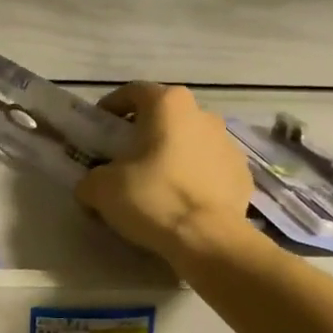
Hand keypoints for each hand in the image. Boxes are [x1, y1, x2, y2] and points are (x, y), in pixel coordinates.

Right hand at [74, 82, 251, 259]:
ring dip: (172, 154)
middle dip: (145, 133)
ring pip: (191, 141)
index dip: (112, 107)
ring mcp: (229, 143)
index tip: (100, 128)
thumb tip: (92, 186)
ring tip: (155, 183)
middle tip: (125, 158)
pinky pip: (210, 169)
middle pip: (166, 116)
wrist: (208, 239)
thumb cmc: (153, 198)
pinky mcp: (242, 173)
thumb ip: (90, 179)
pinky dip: (195, 178)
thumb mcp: (101, 189)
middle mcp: (203, 114)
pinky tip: (182, 201)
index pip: (133, 92)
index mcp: (168, 104)